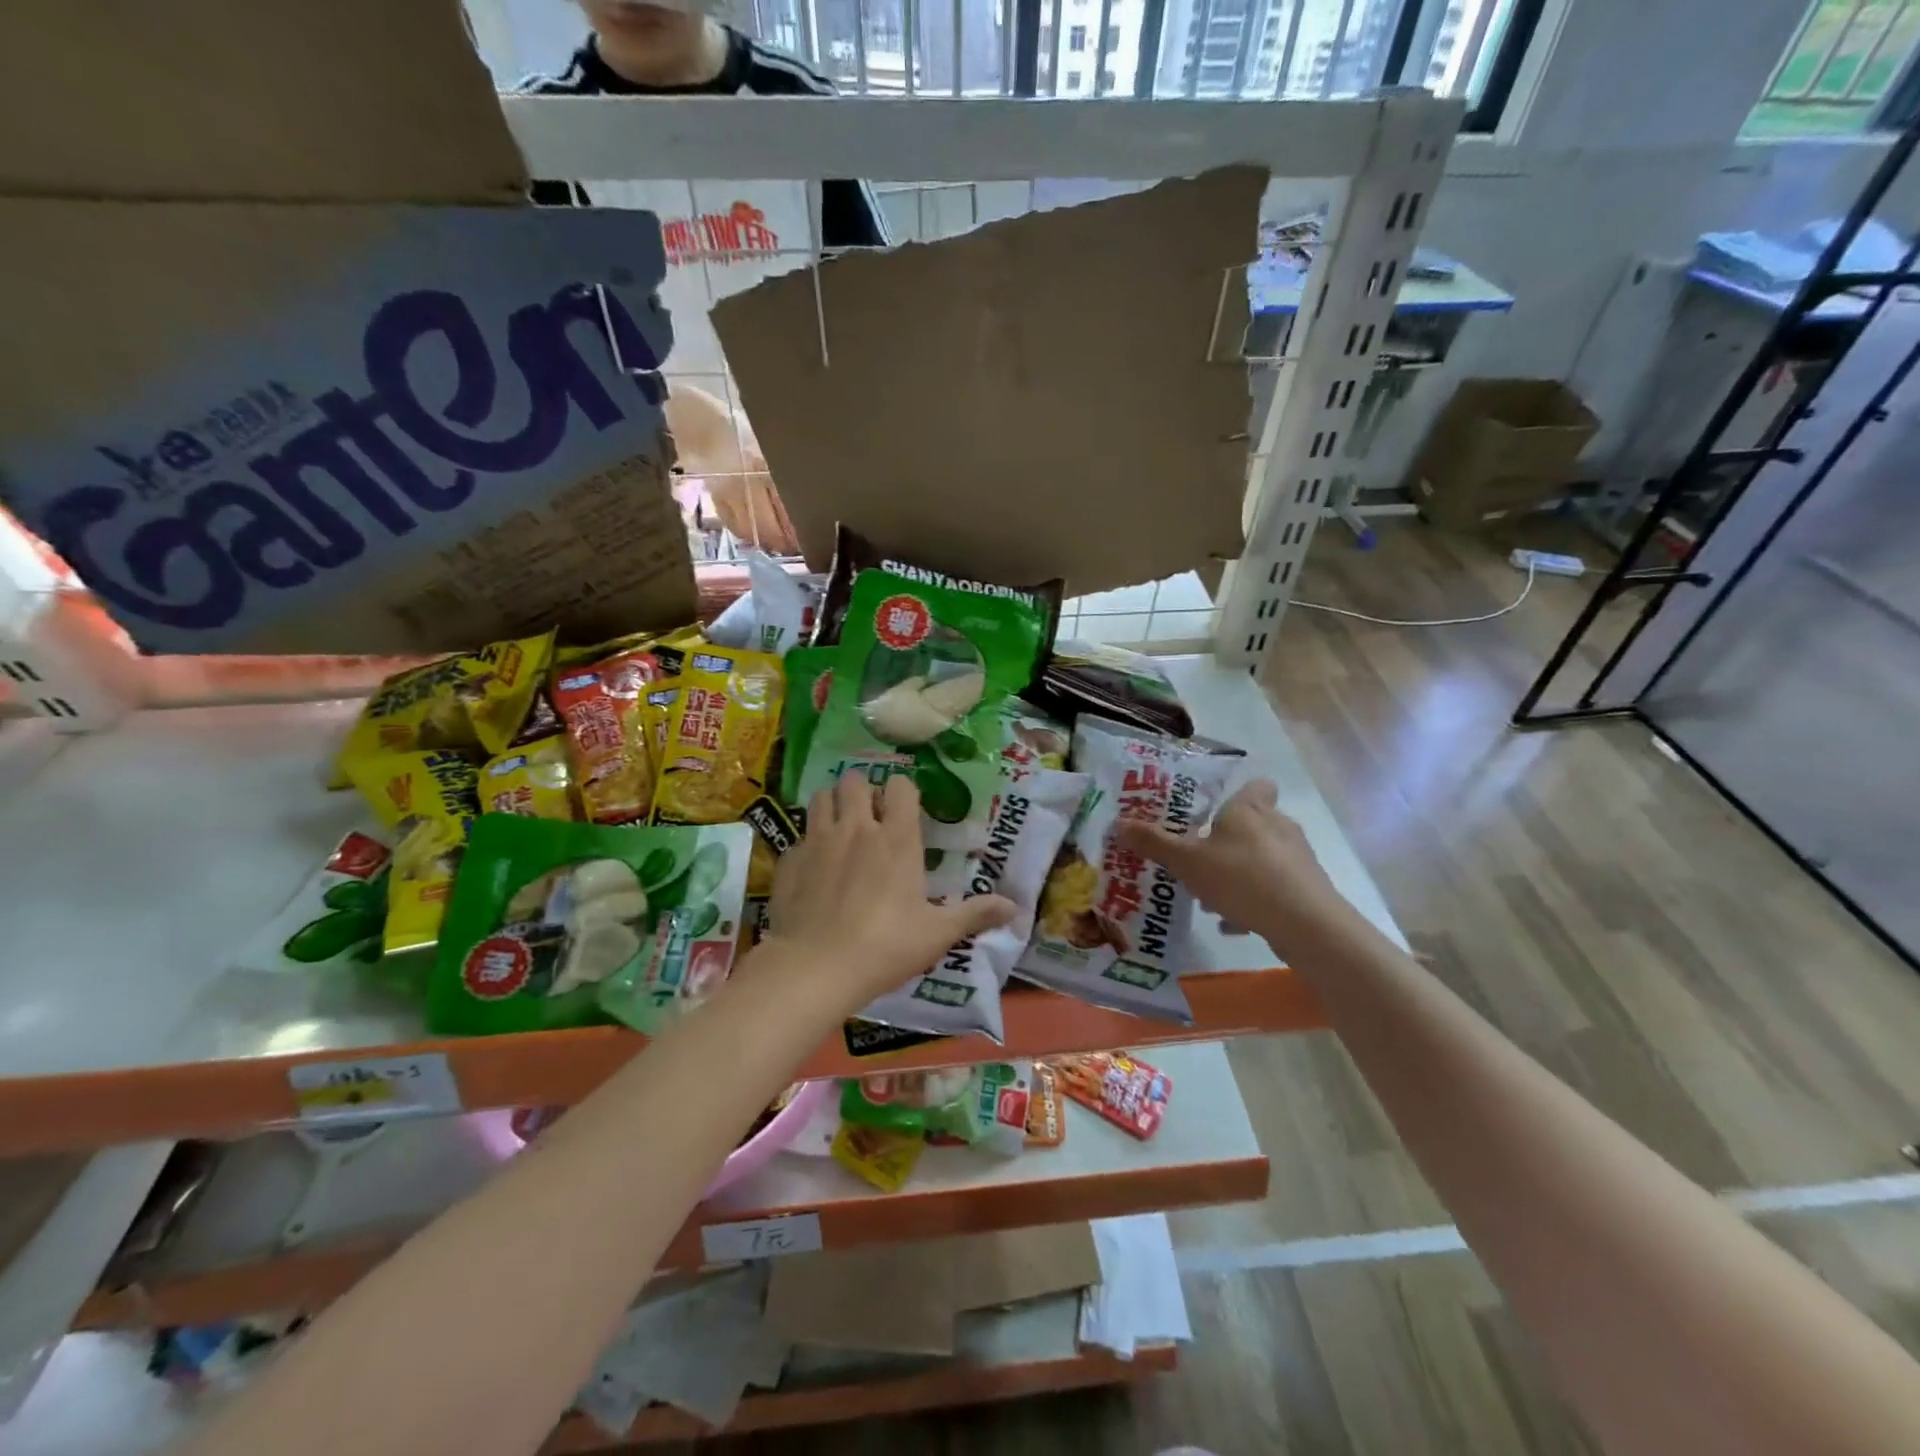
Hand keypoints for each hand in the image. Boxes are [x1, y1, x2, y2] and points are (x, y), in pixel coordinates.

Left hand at [764, 773, 1015, 1009]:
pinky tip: (814, 866)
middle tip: (869, 816)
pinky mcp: (790, 860)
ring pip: (821, 796)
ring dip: (832, 804)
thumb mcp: (937, 934)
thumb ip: (974, 915)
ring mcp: (818, 840)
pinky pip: (799, 834)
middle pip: (854, 781)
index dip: (903, 792)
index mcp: (896, 838)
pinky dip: (808, 841)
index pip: (900, 787)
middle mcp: (856, 828)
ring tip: (840, 827)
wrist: (815, 967)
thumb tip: (1014, 907)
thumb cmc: (885, 946)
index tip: (905, 811)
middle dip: (862, 790)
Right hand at [1115, 778, 1363, 959]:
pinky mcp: (1307, 889)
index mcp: (1250, 809)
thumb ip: (1154, 842)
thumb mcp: (1187, 861)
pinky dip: (1254, 900)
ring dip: (1238, 873)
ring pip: (1261, 858)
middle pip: (1254, 824)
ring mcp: (1297, 858)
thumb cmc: (1241, 877)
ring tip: (1210, 897)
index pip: (1256, 785)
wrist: (1304, 923)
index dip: (1239, 794)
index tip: (1214, 813)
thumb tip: (1118, 823)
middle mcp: (1278, 825)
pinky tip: (1233, 922)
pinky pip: (1273, 888)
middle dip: (1227, 841)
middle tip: (1199, 859)